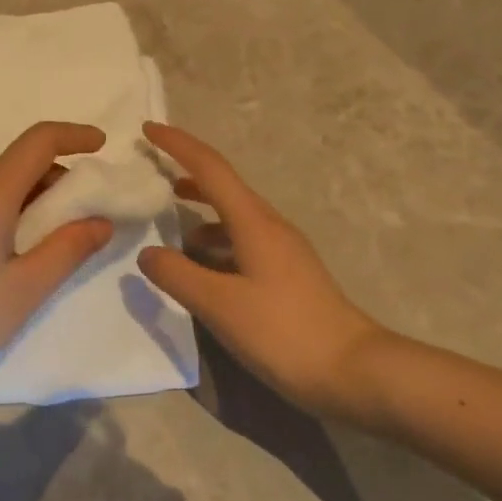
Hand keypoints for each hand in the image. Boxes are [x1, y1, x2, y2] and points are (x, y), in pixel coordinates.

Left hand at [0, 122, 115, 381]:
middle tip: (90, 216)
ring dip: (35, 201)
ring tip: (59, 241)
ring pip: (0, 186)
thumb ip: (69, 248)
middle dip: (60, 181)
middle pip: (20, 164)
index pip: (37, 142)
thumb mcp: (26, 288)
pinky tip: (19, 253)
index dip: (73, 136)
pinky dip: (10, 213)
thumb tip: (100, 221)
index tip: (103, 146)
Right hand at [138, 122, 390, 424]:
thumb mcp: (219, 305)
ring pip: (233, 215)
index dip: (178, 145)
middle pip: (223, 185)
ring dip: (200, 209)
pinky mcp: (286, 273)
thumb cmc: (283, 332)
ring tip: (169, 221)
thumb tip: (148, 253)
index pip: (210, 168)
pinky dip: (215, 240)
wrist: (353, 372)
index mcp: (253, 222)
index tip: (148, 128)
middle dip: (186, 171)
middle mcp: (269, 226)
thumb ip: (178, 275)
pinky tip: (202, 265)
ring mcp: (282, 250)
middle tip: (151, 171)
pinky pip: (241, 240)